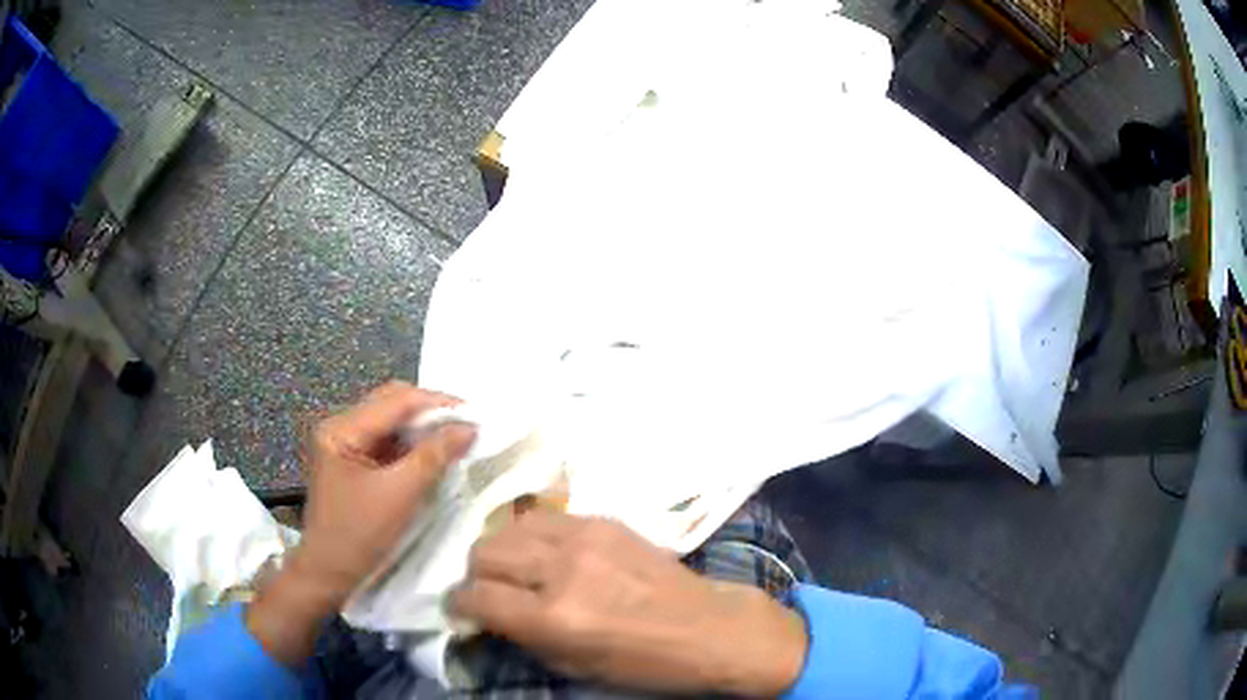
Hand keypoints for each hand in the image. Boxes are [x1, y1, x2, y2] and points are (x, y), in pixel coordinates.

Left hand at [248, 381, 475, 664]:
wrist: (329, 573)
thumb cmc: (359, 535)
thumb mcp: (400, 495)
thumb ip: (434, 456)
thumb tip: (470, 427)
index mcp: (342, 429)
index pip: (395, 400)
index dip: (437, 403)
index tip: (475, 414)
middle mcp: (340, 426)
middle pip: (391, 403)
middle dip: (430, 412)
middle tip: (467, 426)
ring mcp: (345, 443)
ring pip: (391, 421)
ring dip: (422, 428)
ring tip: (455, 438)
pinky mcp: (352, 461)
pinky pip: (387, 441)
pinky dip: (412, 444)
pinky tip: (432, 454)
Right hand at [451, 512, 807, 696]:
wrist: (708, 627)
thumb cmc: (645, 663)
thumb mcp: (576, 667)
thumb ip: (523, 637)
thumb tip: (488, 615)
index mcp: (554, 617)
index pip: (477, 596)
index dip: (460, 606)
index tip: (463, 611)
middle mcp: (561, 569)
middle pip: (484, 553)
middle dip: (476, 576)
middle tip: (489, 591)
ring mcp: (584, 537)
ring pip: (509, 526)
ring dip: (501, 550)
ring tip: (515, 569)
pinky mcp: (604, 520)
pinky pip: (546, 517)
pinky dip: (533, 536)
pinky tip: (546, 553)